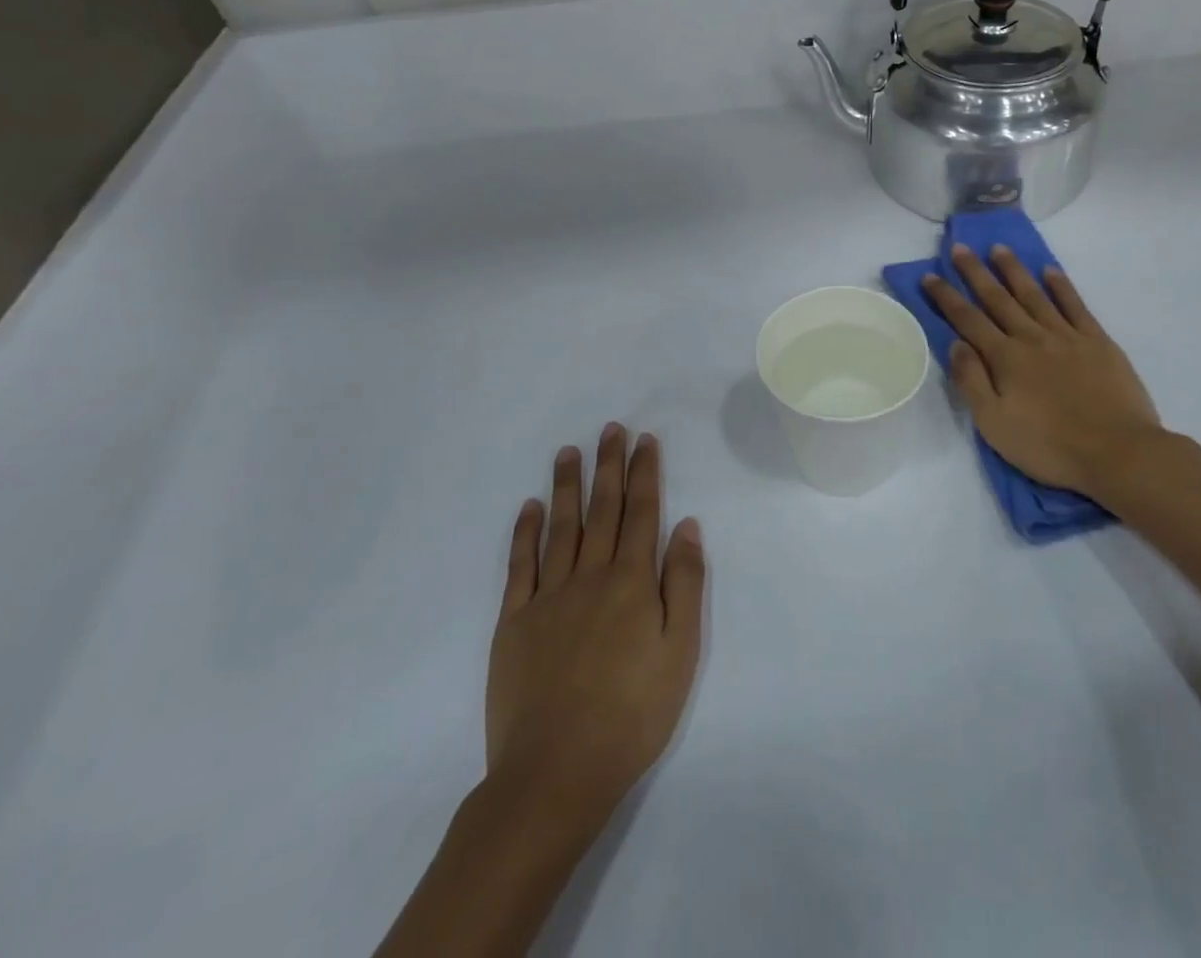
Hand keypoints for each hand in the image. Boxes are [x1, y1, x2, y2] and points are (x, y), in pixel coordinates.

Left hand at [484, 425, 705, 833]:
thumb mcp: (681, 651)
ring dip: (567, 485)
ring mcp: (548, 596)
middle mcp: (590, 576)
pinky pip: (520, 565)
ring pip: (561, 526)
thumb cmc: (632, 714)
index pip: (642, 512)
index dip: (644, 473)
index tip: (644, 440)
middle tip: (611, 429)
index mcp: (632, 582)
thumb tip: (686, 525)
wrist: (556, 773)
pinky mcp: (514, 621)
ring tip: (570, 451)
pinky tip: (529, 507)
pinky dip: (525, 532)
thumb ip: (684, 583)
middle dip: (609, 465)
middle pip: (603, 509)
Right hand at [924, 244, 1173, 505]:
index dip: (947, 297)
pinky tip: (1050, 271)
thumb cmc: (1049, 446)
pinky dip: (1061, 286)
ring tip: (999, 248)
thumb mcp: (994, 424)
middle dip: (975, 272)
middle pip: (998, 299)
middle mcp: (1032, 338)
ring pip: (1034, 294)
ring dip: (1014, 270)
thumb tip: (956, 343)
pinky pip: (1075, 306)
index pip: (968, 320)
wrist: (1118, 452)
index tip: (930, 275)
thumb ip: (972, 381)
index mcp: (1005, 358)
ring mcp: (1067, 336)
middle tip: (960, 248)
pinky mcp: (1098, 342)